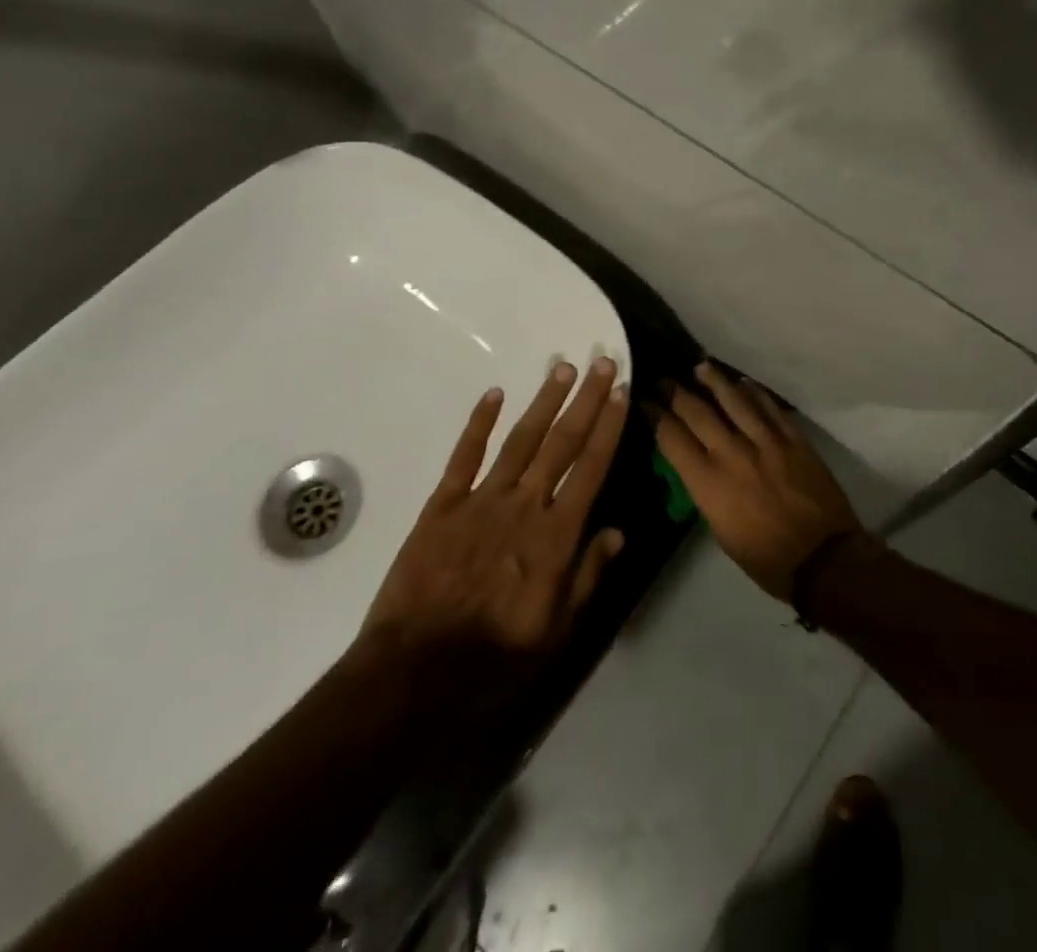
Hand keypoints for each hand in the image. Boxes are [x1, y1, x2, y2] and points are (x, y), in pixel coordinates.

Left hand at [357, 357, 628, 676]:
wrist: (415, 673)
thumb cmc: (496, 658)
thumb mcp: (557, 631)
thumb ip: (588, 576)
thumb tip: (618, 531)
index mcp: (556, 536)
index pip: (591, 468)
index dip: (609, 427)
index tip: (621, 393)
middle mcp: (524, 506)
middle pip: (561, 443)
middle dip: (585, 400)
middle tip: (601, 362)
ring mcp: (481, 501)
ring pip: (520, 440)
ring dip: (543, 402)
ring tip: (562, 368)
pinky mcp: (442, 506)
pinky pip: (463, 456)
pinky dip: (478, 423)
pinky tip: (493, 394)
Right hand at [653, 362, 862, 601]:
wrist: (823, 559)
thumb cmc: (765, 558)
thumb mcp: (720, 530)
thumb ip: (706, 491)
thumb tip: (698, 467)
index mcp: (709, 482)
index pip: (672, 438)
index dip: (654, 416)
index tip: (644, 402)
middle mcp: (732, 453)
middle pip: (698, 412)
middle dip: (676, 392)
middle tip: (664, 380)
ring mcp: (766, 441)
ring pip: (735, 400)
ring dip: (714, 381)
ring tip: (701, 367)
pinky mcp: (794, 439)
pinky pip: (770, 407)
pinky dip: (754, 393)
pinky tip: (744, 383)